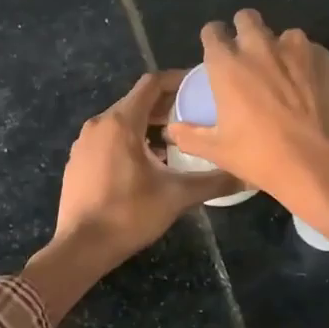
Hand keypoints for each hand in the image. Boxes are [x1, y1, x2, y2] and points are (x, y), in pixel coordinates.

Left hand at [48, 71, 238, 268]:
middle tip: (194, 117)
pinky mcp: (78, 161)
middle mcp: (99, 124)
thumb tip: (250, 177)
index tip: (199, 87)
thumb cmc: (129, 214)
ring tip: (175, 143)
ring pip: (121, 122)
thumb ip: (215, 181)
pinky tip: (147, 165)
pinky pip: (108, 140)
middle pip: (136, 102)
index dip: (177, 80)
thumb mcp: (177, 196)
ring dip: (148, 126)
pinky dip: (130, 141)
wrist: (80, 247)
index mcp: (121, 122)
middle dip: (166, 106)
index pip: (152, 84)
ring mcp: (84, 143)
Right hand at [165, 10, 328, 213]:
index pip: (212, 32)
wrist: (318, 162)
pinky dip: (305, 61)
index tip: (216, 50)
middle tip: (247, 54)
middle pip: (246, 18)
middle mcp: (258, 47)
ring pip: (282, 33)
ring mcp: (294, 49)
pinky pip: (310, 49)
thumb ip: (190, 136)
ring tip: (282, 71)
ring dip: (278, 46)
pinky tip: (307, 83)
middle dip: (244, 29)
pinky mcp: (323, 58)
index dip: (212, 38)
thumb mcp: (217, 151)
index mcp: (227, 65)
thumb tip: (172, 130)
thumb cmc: (260, 156)